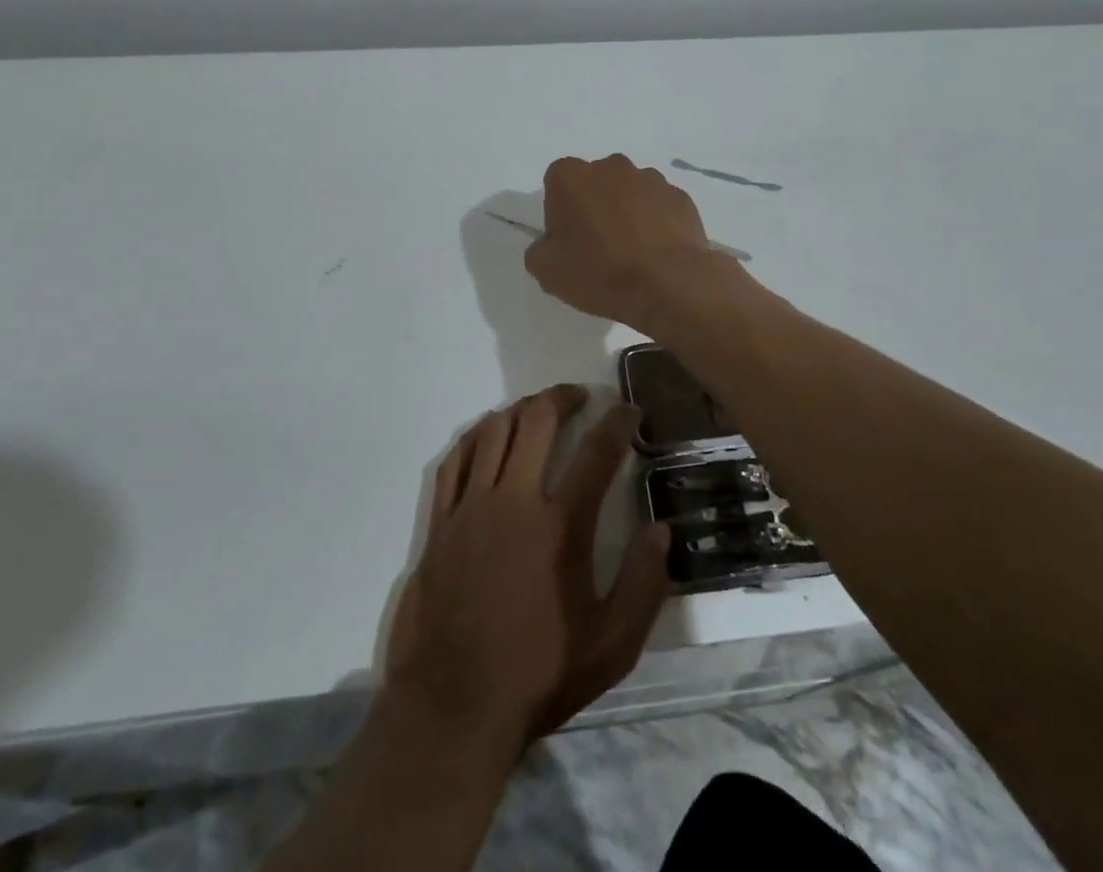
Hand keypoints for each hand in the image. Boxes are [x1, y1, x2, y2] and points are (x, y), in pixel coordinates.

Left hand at [383, 385, 670, 761]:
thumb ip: (644, 585)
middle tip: (581, 396)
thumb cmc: (539, 674)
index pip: (597, 452)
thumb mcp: (611, 646)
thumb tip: (662, 530)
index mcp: (561, 525)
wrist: (453, 706)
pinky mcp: (440, 521)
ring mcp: (471, 507)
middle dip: (564, 397)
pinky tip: (487, 435)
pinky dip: (475, 437)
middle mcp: (514, 500)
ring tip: (538, 410)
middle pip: (538, 421)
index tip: (630, 411)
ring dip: (521, 410)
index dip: (618, 423)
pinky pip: (455, 459)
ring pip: (494, 430)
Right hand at [524, 154, 728, 330]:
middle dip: (594, 205)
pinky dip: (656, 222)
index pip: (556, 183)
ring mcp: (650, 178)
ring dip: (627, 211)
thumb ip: (539, 250)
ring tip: (632, 251)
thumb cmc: (599, 272)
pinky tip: (657, 252)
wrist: (668, 283)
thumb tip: (550, 243)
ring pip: (630, 191)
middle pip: (595, 182)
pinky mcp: (680, 196)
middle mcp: (611, 166)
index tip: (567, 238)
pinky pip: (660, 206)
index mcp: (571, 177)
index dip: (559, 210)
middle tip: (598, 245)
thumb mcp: (548, 271)